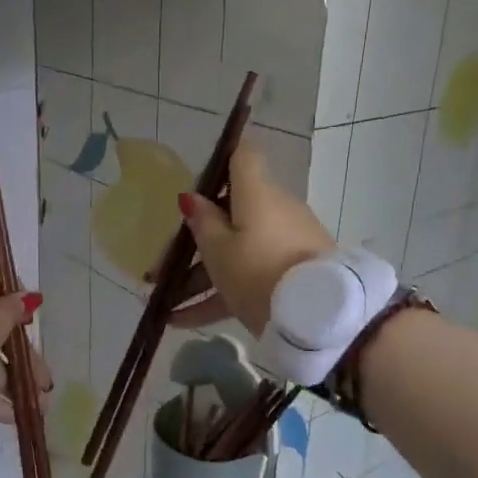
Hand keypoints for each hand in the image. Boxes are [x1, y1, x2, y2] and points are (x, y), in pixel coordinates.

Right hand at [171, 142, 336, 336]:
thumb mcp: (219, 251)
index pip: (242, 156)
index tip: (199, 175)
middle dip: (195, 239)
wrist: (315, 318)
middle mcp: (275, 211)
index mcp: (257, 194)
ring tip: (165, 304)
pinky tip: (183, 321)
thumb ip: (202, 222)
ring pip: (236, 250)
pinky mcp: (291, 273)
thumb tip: (192, 197)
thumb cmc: (258, 272)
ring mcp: (286, 243)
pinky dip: (219, 294)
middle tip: (161, 266)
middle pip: (230, 213)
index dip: (221, 157)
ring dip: (199, 276)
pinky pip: (248, 277)